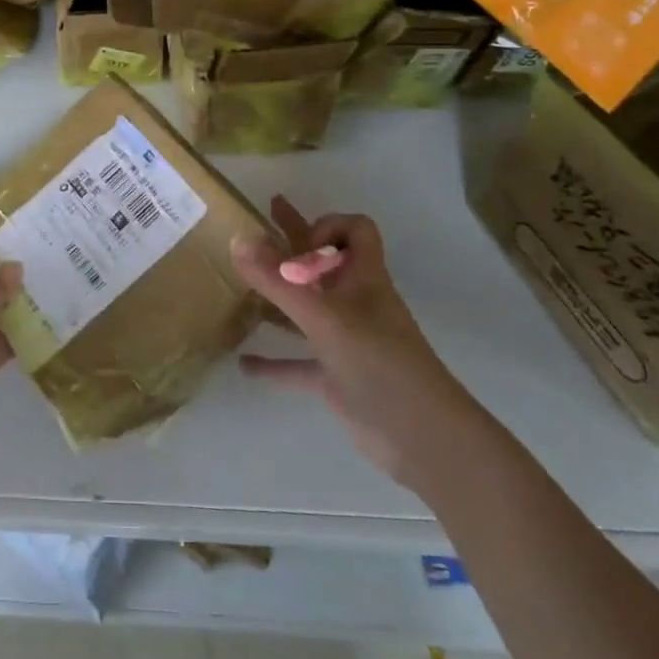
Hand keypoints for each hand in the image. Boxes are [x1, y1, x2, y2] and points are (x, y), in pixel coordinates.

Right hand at [233, 196, 485, 486]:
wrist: (421, 438)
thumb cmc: (378, 362)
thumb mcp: (323, 317)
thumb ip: (277, 281)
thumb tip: (237, 239)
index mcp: (363, 278)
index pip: (355, 231)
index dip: (327, 227)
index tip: (298, 246)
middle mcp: (355, 303)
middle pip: (322, 261)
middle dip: (291, 241)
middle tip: (259, 219)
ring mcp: (346, 340)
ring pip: (306, 310)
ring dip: (277, 300)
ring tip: (240, 289)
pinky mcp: (336, 376)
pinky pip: (297, 362)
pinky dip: (273, 362)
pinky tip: (244, 364)